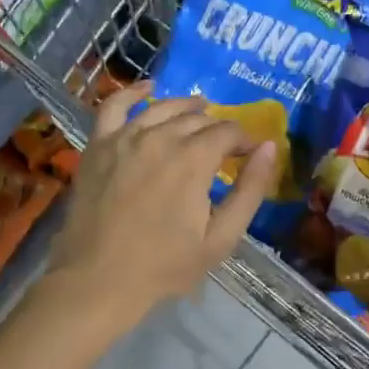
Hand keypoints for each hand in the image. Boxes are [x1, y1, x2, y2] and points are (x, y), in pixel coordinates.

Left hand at [44, 82, 277, 334]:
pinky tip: (147, 88)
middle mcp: (160, 137)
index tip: (249, 154)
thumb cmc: (165, 265)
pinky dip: (132, 93)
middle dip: (217, 127)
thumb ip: (250, 190)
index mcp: (194, 159)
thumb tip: (269, 148)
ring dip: (185, 106)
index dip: (243, 140)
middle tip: (224, 144)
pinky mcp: (98, 145)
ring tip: (198, 109)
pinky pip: (114, 105)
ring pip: (162, 108)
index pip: (228, 132)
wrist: (99, 280)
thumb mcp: (221, 238)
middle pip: (196, 118)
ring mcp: (124, 137)